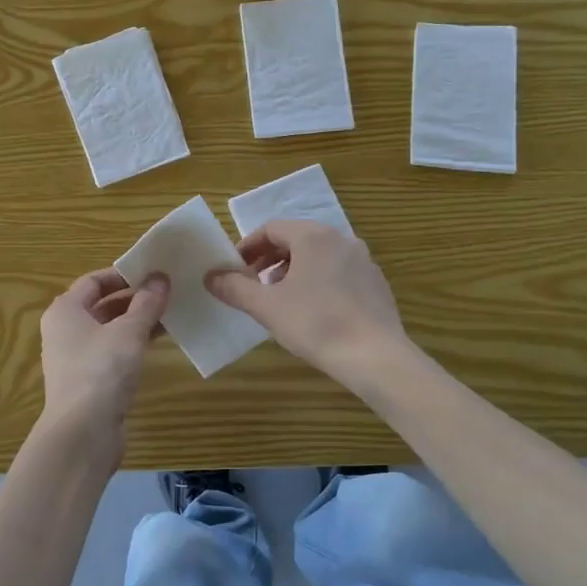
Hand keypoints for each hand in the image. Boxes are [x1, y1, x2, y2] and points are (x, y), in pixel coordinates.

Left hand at [39, 268, 169, 433]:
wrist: (83, 433)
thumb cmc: (101, 370)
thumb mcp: (129, 331)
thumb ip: (146, 303)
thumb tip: (160, 279)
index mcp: (65, 310)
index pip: (94, 281)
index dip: (124, 275)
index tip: (154, 272)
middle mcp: (65, 330)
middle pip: (102, 305)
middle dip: (135, 298)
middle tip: (168, 291)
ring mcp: (76, 358)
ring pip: (110, 330)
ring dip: (137, 321)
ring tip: (171, 313)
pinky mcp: (89, 381)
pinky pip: (113, 352)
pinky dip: (133, 344)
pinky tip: (159, 342)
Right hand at [207, 221, 410, 390]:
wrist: (375, 357)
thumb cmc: (315, 324)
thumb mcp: (266, 307)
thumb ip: (235, 288)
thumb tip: (210, 276)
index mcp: (312, 236)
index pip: (271, 229)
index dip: (248, 247)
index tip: (234, 269)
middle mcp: (341, 239)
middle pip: (296, 239)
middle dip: (270, 259)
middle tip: (253, 284)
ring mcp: (363, 260)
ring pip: (318, 256)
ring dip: (293, 270)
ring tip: (280, 299)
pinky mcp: (376, 283)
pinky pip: (338, 272)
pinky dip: (318, 281)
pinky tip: (313, 311)